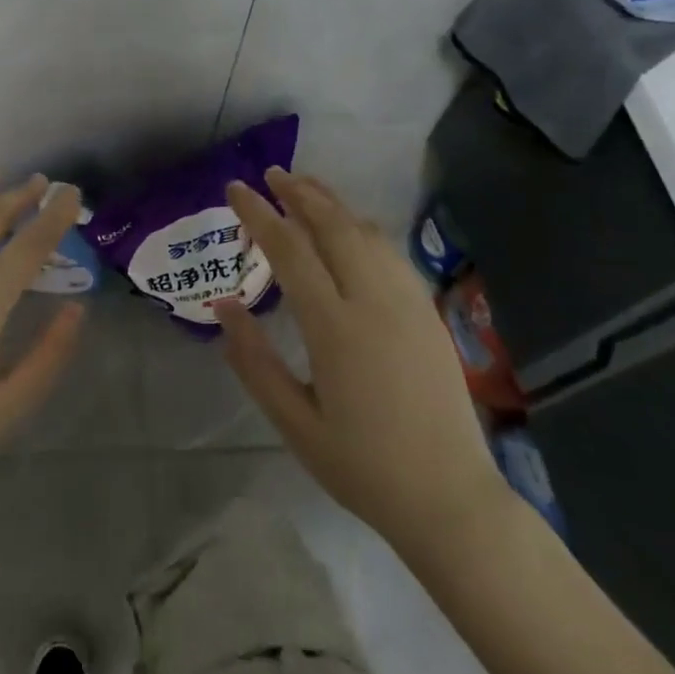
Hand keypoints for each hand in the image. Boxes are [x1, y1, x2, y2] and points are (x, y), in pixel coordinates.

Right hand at [214, 168, 508, 568]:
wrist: (450, 499)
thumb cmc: (362, 466)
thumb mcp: (294, 422)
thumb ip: (254, 360)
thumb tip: (224, 305)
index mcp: (335, 328)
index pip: (290, 250)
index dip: (259, 214)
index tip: (236, 189)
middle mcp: (374, 303)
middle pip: (333, 227)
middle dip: (299, 194)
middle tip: (271, 174)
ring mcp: (408, 305)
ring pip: (366, 234)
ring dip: (333, 204)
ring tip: (306, 187)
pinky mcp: (428, 314)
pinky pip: (391, 254)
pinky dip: (363, 228)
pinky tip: (351, 229)